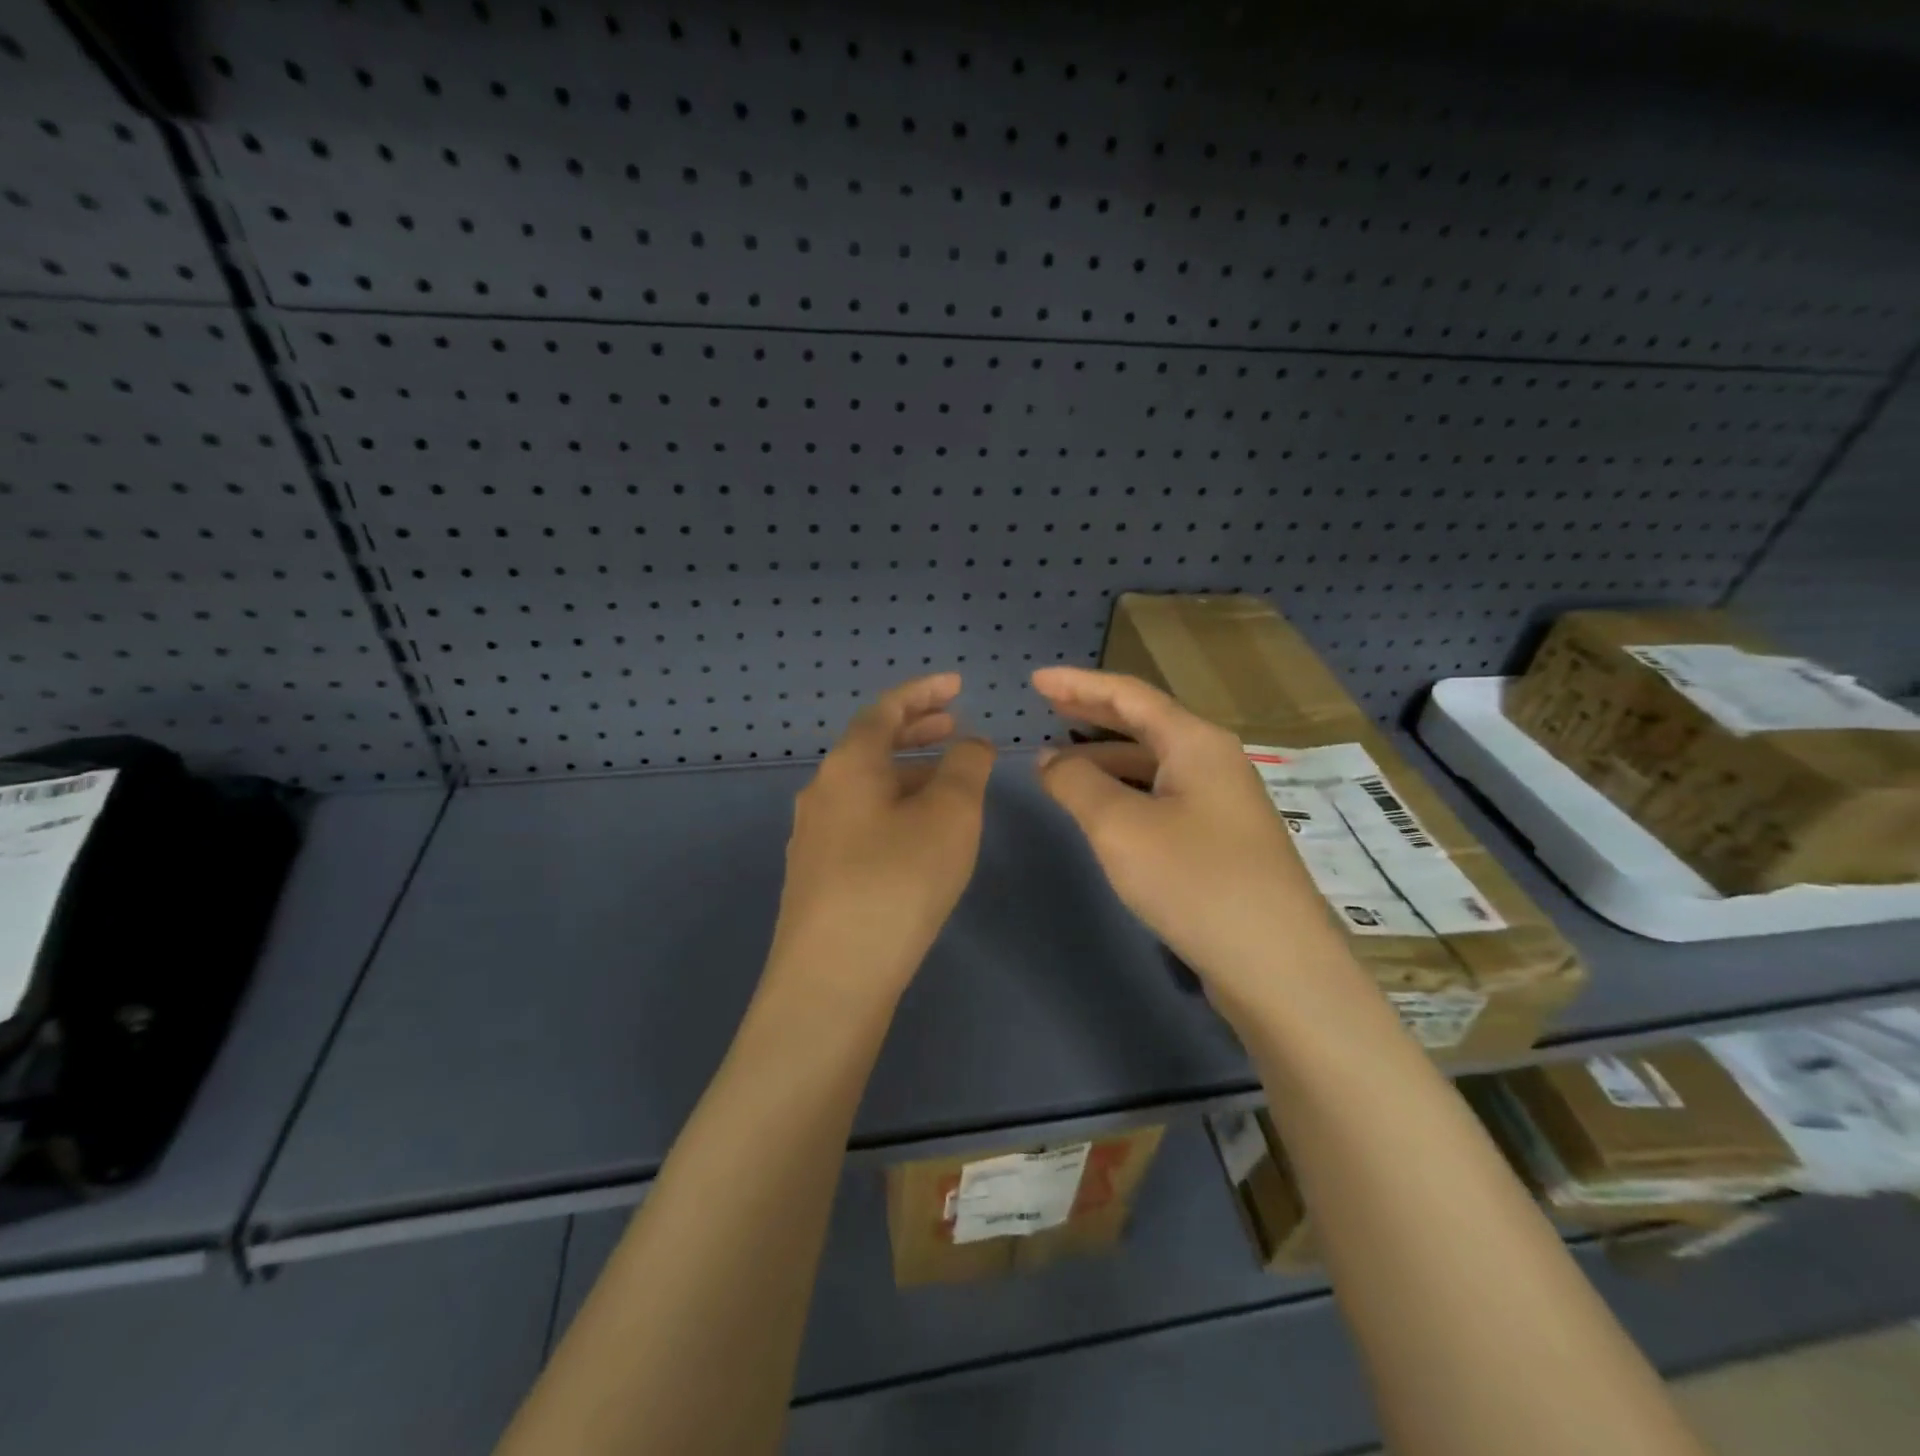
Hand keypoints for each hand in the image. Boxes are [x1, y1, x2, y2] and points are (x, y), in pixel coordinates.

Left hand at [767, 673, 995, 1000]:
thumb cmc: (897, 881)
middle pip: (871, 746)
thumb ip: (966, 768)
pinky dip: (893, 808)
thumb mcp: (950, 815)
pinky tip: (915, 836)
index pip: (886, 709)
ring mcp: (814, 836)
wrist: (832, 978)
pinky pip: (860, 821)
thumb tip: (970, 743)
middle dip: (915, 730)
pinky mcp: (817, 876)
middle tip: (954, 726)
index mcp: (849, 766)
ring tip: (945, 781)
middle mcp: (822, 792)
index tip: (957, 684)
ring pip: (866, 787)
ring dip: (906, 773)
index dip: (924, 691)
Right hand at [1031, 666, 1347, 1015]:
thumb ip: (1077, 784)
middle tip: (1047, 706)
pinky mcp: (1222, 838)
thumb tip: (1050, 760)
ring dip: (1107, 754)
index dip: (1078, 683)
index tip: (1035, 679)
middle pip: (1145, 721)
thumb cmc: (1194, 881)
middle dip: (1093, 712)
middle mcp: (1215, 761)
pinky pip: (1163, 793)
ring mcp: (1223, 801)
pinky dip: (1126, 788)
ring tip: (1063, 759)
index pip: (1128, 694)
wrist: (1276, 965)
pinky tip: (1105, 807)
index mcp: (1196, 742)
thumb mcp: (1120, 827)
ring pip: (1155, 761)